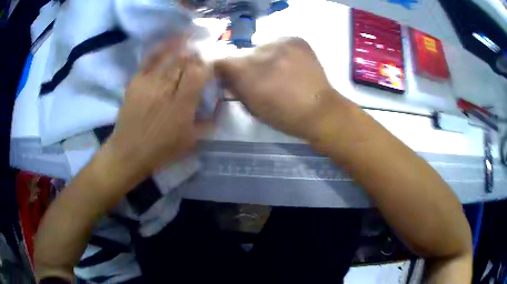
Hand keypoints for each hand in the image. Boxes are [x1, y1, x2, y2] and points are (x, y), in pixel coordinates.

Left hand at [106, 37, 208, 178]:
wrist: (128, 152)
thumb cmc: (161, 150)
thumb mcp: (191, 141)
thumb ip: (208, 121)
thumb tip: (221, 104)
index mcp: (182, 104)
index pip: (199, 74)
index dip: (207, 65)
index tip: (211, 66)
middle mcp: (166, 88)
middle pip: (185, 62)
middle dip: (196, 56)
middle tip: (201, 56)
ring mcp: (149, 82)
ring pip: (170, 57)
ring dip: (183, 48)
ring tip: (192, 40)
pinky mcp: (136, 81)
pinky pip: (151, 59)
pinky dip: (162, 49)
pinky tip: (171, 42)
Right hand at [214, 37, 339, 141]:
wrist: (320, 111)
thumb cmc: (285, 116)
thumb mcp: (253, 109)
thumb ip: (235, 90)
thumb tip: (226, 78)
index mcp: (248, 73)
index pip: (222, 61)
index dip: (223, 69)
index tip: (230, 77)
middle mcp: (262, 53)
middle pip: (243, 54)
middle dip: (246, 65)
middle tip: (259, 76)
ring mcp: (282, 43)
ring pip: (261, 47)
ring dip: (264, 58)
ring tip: (278, 70)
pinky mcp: (297, 40)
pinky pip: (279, 42)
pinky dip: (279, 52)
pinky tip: (289, 64)